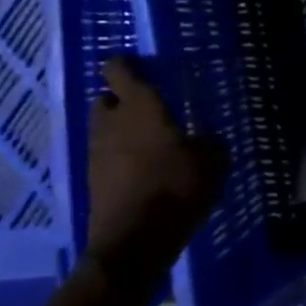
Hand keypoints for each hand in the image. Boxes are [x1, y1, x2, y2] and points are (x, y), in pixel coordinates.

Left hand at [87, 56, 224, 264]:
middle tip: (147, 108)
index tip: (139, 65)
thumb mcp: (213, 161)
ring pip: (103, 129)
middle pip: (105, 100)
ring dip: (118, 130)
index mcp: (141, 106)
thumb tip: (205, 139)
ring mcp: (97, 152)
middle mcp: (112, 122)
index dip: (125, 65)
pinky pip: (105, 157)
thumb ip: (209, 142)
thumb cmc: (177, 187)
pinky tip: (141, 170)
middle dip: (121, 100)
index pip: (119, 70)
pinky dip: (118, 158)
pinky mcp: (92, 181)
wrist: (134, 241)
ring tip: (147, 142)